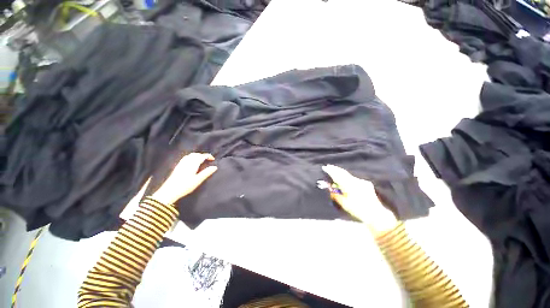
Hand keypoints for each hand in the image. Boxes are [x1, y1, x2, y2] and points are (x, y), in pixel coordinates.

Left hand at [151, 153, 217, 204]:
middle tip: (208, 159)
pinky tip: (191, 162)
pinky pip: (185, 158)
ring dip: (197, 155)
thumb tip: (215, 167)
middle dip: (203, 155)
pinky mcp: (177, 167)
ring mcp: (181, 164)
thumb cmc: (185, 186)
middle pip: (196, 154)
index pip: (201, 156)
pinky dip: (191, 157)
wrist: (169, 191)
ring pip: (190, 155)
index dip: (208, 156)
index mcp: (192, 164)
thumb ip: (206, 173)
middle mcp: (186, 162)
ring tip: (201, 159)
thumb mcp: (198, 180)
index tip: (213, 159)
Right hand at [322, 165, 397, 233]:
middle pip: (343, 173)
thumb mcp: (344, 204)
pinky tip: (345, 177)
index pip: (337, 176)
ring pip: (348, 175)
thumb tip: (329, 187)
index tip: (325, 167)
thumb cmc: (358, 211)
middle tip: (328, 166)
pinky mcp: (366, 183)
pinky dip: (347, 176)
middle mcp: (355, 181)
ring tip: (335, 169)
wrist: (376, 214)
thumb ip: (335, 194)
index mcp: (349, 186)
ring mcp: (361, 182)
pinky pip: (353, 178)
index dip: (331, 171)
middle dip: (335, 169)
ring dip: (341, 172)